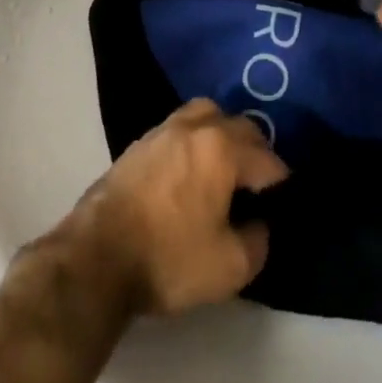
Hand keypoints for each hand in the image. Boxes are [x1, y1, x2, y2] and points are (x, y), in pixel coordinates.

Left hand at [71, 99, 287, 315]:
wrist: (98, 256)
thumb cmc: (169, 259)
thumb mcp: (230, 267)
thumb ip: (257, 242)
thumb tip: (257, 223)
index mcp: (222, 148)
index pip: (266, 158)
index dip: (281, 182)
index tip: (283, 202)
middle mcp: (195, 127)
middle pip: (238, 125)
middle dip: (256, 150)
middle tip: (259, 183)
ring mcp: (163, 130)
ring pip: (206, 115)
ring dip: (223, 134)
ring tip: (226, 166)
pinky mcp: (140, 143)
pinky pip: (180, 127)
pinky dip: (195, 139)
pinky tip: (192, 169)